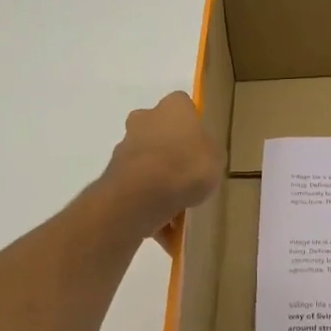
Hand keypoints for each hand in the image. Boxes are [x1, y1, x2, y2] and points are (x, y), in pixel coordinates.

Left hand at [99, 91, 224, 248]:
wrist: (143, 194)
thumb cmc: (187, 166)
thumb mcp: (217, 158)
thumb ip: (208, 151)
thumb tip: (200, 153)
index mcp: (173, 107)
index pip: (183, 106)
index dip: (192, 126)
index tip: (200, 146)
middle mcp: (144, 118)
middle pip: (159, 132)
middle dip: (170, 151)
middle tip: (187, 175)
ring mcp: (125, 146)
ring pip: (147, 162)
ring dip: (157, 179)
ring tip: (176, 209)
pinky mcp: (113, 174)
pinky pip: (137, 187)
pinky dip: (148, 202)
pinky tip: (163, 224)